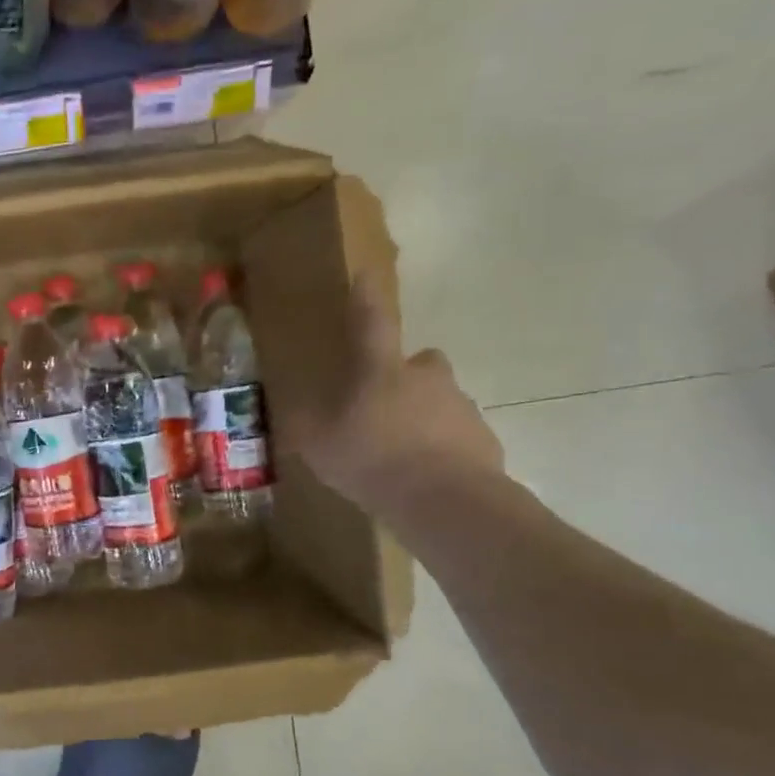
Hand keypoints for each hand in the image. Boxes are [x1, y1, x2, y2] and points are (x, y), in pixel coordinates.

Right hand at [290, 276, 504, 522]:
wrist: (445, 501)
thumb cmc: (371, 459)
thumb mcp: (316, 444)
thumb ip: (303, 423)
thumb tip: (292, 409)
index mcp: (381, 370)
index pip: (371, 322)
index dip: (365, 299)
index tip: (365, 275)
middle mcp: (426, 377)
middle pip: (417, 363)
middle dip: (401, 376)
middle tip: (377, 405)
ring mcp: (459, 406)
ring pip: (436, 401)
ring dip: (418, 416)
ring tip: (395, 453)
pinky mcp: (482, 439)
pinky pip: (453, 436)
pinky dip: (438, 448)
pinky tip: (419, 476)